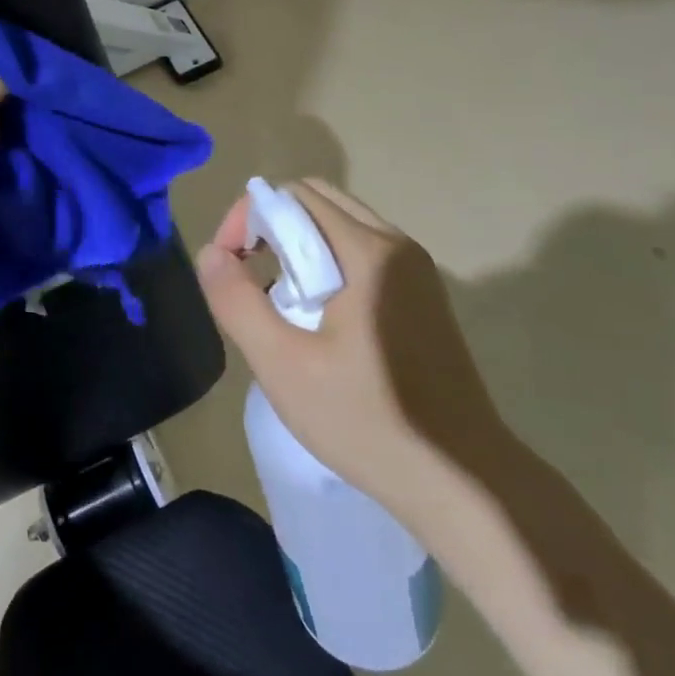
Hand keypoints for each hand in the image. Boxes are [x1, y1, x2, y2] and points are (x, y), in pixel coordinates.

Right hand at [194, 178, 510, 528]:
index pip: (292, 195)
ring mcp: (417, 270)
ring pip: (341, 224)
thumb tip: (211, 253)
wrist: (463, 480)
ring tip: (279, 300)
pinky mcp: (424, 296)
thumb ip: (237, 301)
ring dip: (298, 244)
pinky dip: (327, 262)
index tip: (227, 263)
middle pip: (318, 200)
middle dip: (271, 225)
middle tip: (247, 274)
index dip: (247, 217)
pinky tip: (319, 317)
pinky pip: (363, 252)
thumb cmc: (366, 420)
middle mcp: (396, 244)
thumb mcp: (282, 365)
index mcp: (366, 251)